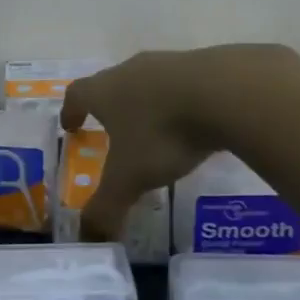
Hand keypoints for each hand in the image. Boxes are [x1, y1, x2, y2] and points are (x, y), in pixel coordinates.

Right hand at [61, 45, 299, 240]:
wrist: (228, 92)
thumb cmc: (164, 132)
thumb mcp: (131, 178)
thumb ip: (106, 207)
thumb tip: (87, 237)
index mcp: (105, 91)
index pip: (77, 95)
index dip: (70, 111)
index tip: (71, 126)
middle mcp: (132, 70)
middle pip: (112, 83)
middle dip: (109, 107)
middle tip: (112, 130)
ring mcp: (170, 63)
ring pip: (149, 82)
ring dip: (148, 102)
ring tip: (156, 128)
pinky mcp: (206, 64)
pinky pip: (184, 83)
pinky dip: (182, 101)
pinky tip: (196, 121)